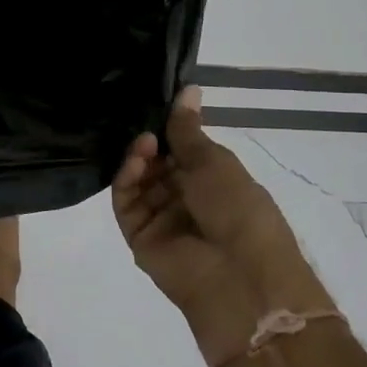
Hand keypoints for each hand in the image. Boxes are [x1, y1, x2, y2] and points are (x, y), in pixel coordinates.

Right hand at [112, 90, 333, 366]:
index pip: (182, 150)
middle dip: (151, 142)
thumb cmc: (240, 210)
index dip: (169, 129)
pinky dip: (126, 180)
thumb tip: (189, 88)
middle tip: (146, 126)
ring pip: (138, 182)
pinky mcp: (140, 238)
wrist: (241, 278)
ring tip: (144, 143)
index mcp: (214, 182)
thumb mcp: (217, 162)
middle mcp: (187, 200)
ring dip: (138, 158)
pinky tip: (135, 161)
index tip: (157, 106)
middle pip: (157, 164)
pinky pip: (126, 204)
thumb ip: (189, 129)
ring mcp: (162, 220)